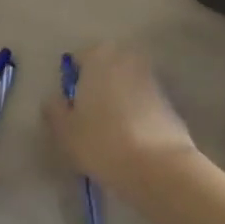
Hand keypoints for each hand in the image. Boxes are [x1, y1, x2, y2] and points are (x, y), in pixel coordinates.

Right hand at [45, 42, 197, 195]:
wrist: (159, 166)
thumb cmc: (102, 141)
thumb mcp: (65, 131)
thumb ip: (55, 110)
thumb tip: (54, 99)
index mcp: (99, 57)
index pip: (79, 59)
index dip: (73, 82)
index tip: (71, 107)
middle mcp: (127, 58)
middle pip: (105, 68)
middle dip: (98, 86)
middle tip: (89, 116)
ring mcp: (151, 78)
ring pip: (126, 84)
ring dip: (118, 99)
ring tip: (110, 131)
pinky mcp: (169, 101)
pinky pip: (143, 101)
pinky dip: (136, 113)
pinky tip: (131, 138)